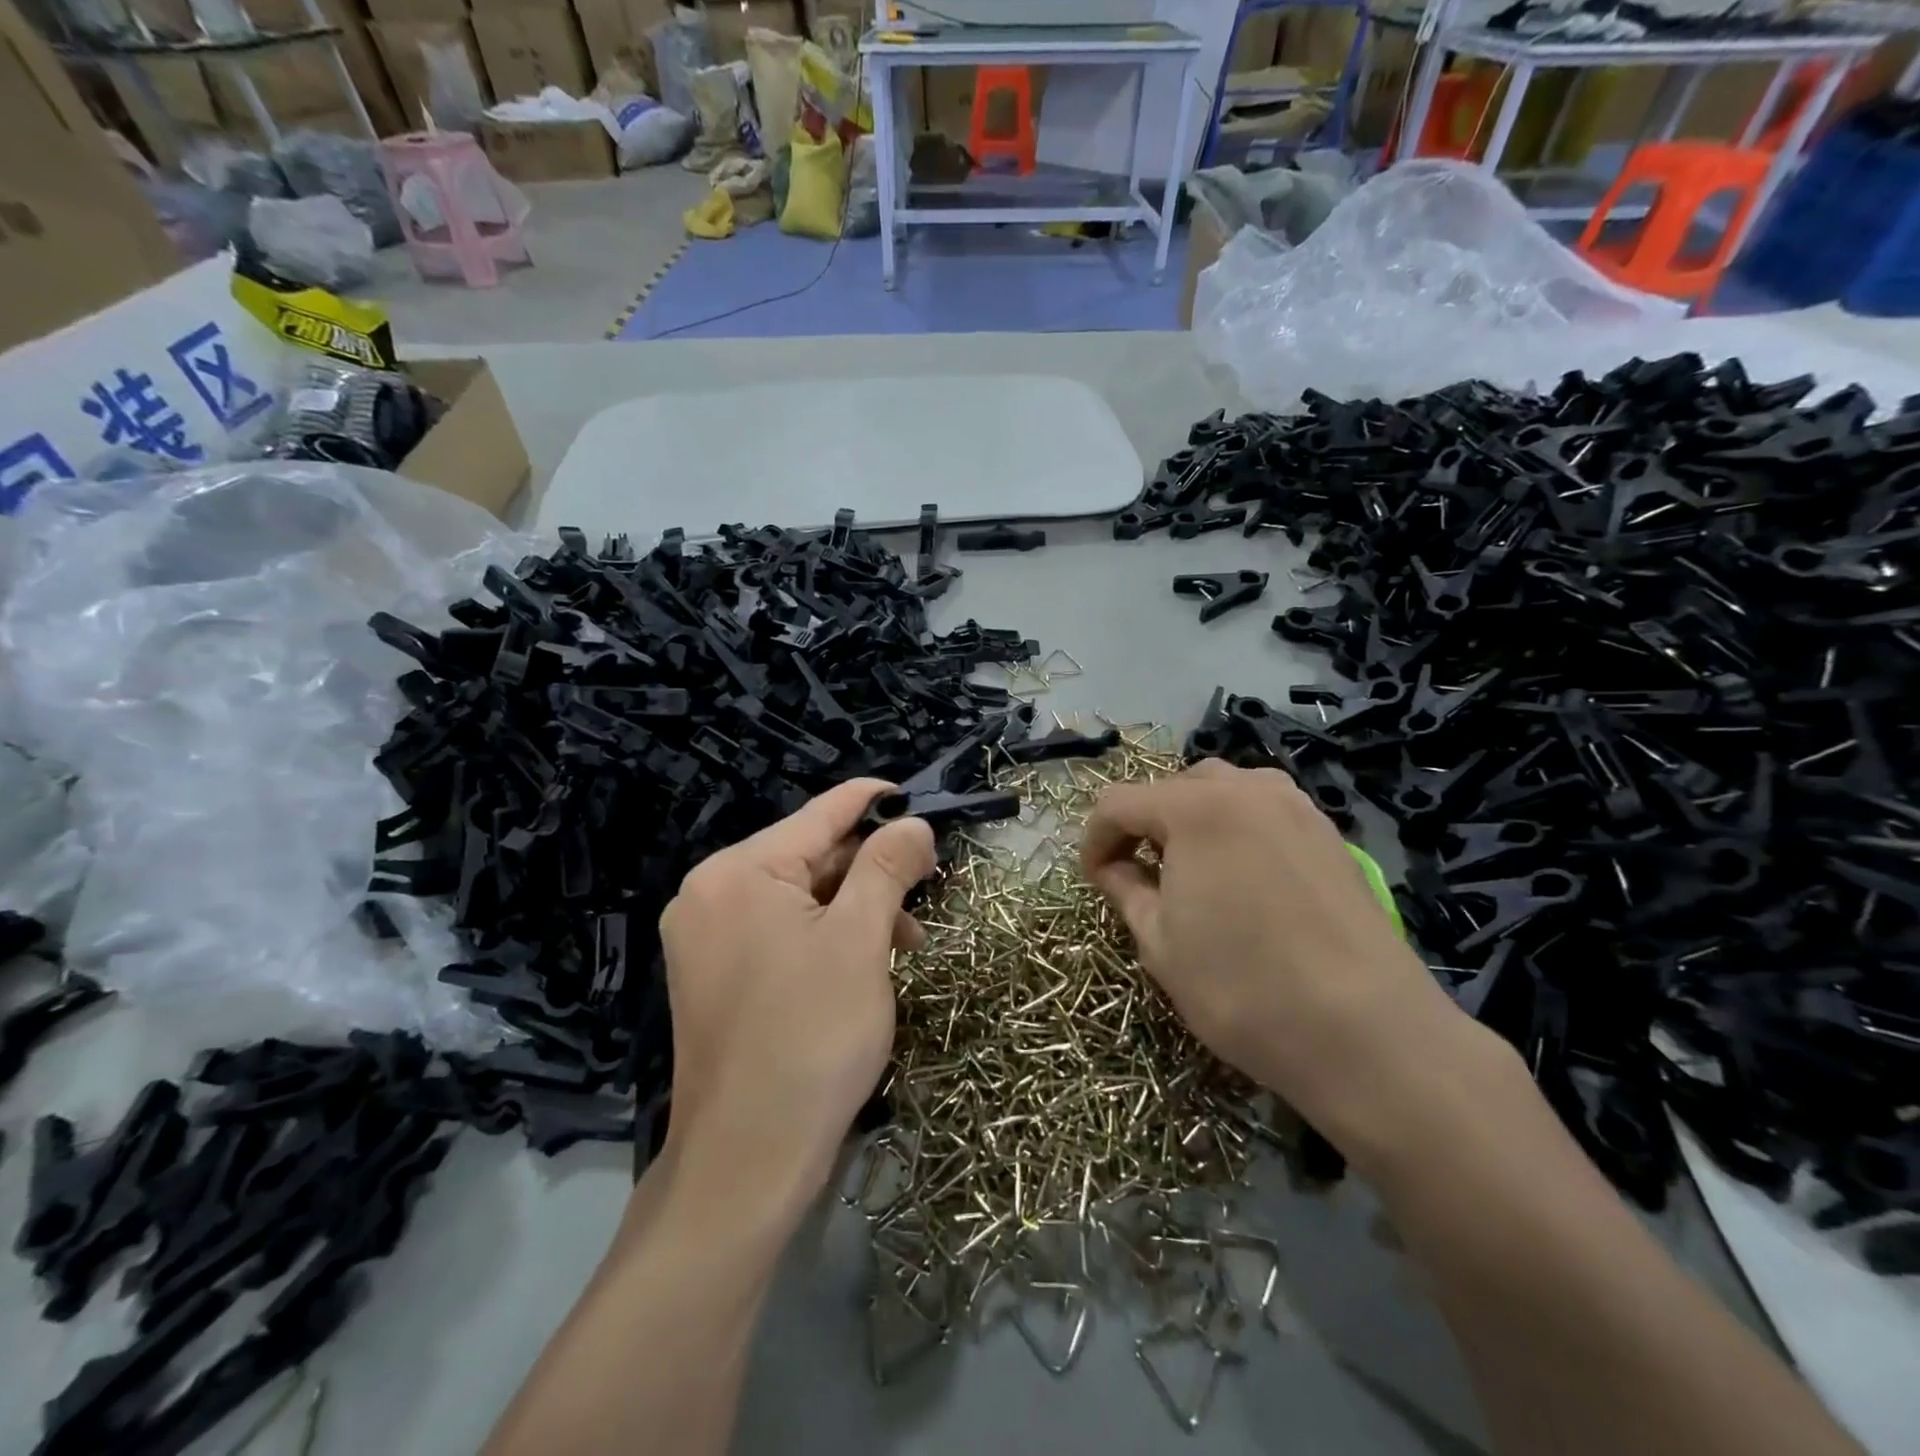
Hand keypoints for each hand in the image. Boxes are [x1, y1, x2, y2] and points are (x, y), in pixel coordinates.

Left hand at [659, 779, 935, 1194]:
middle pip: (808, 857)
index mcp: (738, 872)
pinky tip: (866, 962)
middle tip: (927, 886)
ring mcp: (707, 938)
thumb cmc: (811, 1038)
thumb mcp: (861, 941)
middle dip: (871, 869)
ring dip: (856, 909)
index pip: (818, 815)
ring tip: (907, 942)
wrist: (747, 1163)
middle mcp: (711, 894)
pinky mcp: (715, 976)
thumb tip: (912, 823)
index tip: (916, 798)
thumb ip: (887, 868)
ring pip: (799, 898)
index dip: (872, 801)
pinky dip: (827, 937)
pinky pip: (781, 932)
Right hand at [1081, 760, 1485, 1156]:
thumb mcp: (1159, 943)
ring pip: (1223, 791)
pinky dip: (1237, 829)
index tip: (1094, 880)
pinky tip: (1242, 877)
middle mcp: (1246, 788)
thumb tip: (1114, 869)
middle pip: (1173, 788)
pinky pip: (1265, 810)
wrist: (1367, 1033)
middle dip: (1145, 824)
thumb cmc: (1242, 987)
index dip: (1095, 840)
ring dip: (1192, 820)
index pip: (1119, 803)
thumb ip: (1126, 890)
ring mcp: (1295, 807)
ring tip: (1191, 870)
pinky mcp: (1330, 833)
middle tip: (1141, 875)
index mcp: (1194, 807)